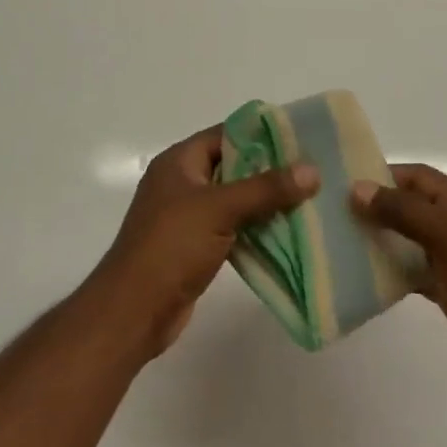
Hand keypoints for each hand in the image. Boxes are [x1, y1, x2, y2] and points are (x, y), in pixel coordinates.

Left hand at [90, 124, 318, 358]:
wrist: (133, 312)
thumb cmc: (171, 246)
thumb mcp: (220, 209)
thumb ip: (266, 188)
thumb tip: (312, 170)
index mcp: (180, 161)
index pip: (226, 134)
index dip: (262, 134)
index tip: (301, 139)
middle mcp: (182, 183)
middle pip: (234, 167)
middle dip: (271, 171)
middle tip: (313, 172)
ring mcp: (187, 216)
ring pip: (235, 200)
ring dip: (266, 202)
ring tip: (309, 201)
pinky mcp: (195, 247)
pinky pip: (232, 228)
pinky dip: (255, 229)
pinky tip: (287, 233)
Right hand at [352, 164, 446, 416]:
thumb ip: (403, 210)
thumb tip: (357, 188)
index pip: (418, 176)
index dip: (383, 175)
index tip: (344, 185)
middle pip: (413, 206)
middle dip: (378, 207)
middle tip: (335, 216)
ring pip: (411, 240)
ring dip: (382, 240)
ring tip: (342, 244)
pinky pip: (414, 273)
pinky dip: (393, 272)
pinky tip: (366, 278)